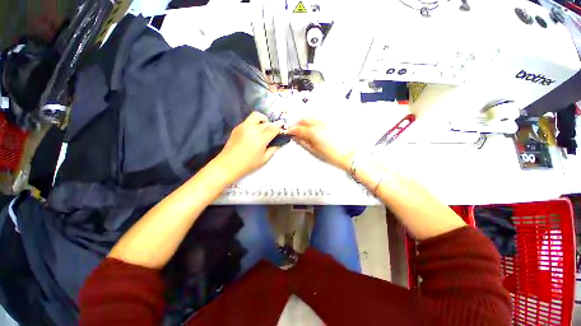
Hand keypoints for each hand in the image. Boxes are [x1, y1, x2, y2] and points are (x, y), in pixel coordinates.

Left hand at [214, 112, 282, 181]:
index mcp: (261, 138)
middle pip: (267, 123)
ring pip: (257, 116)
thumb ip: (273, 149)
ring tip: (263, 128)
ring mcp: (244, 126)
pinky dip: (254, 123)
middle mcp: (253, 129)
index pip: (274, 128)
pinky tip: (253, 132)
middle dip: (272, 126)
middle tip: (273, 133)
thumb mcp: (264, 159)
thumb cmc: (248, 164)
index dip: (279, 130)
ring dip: (263, 120)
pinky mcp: (237, 127)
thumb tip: (278, 143)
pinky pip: (249, 120)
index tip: (280, 133)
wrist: (228, 165)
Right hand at [287, 119, 355, 171]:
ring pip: (311, 116)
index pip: (297, 128)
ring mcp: (326, 120)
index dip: (291, 130)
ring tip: (304, 128)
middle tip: (295, 129)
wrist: (349, 154)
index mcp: (312, 132)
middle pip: (304, 118)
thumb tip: (295, 137)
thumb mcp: (314, 151)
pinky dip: (314, 119)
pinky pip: (320, 116)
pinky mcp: (333, 120)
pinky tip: (314, 125)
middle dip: (297, 123)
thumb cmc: (332, 155)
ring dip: (305, 120)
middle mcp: (319, 123)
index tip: (288, 131)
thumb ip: (303, 142)